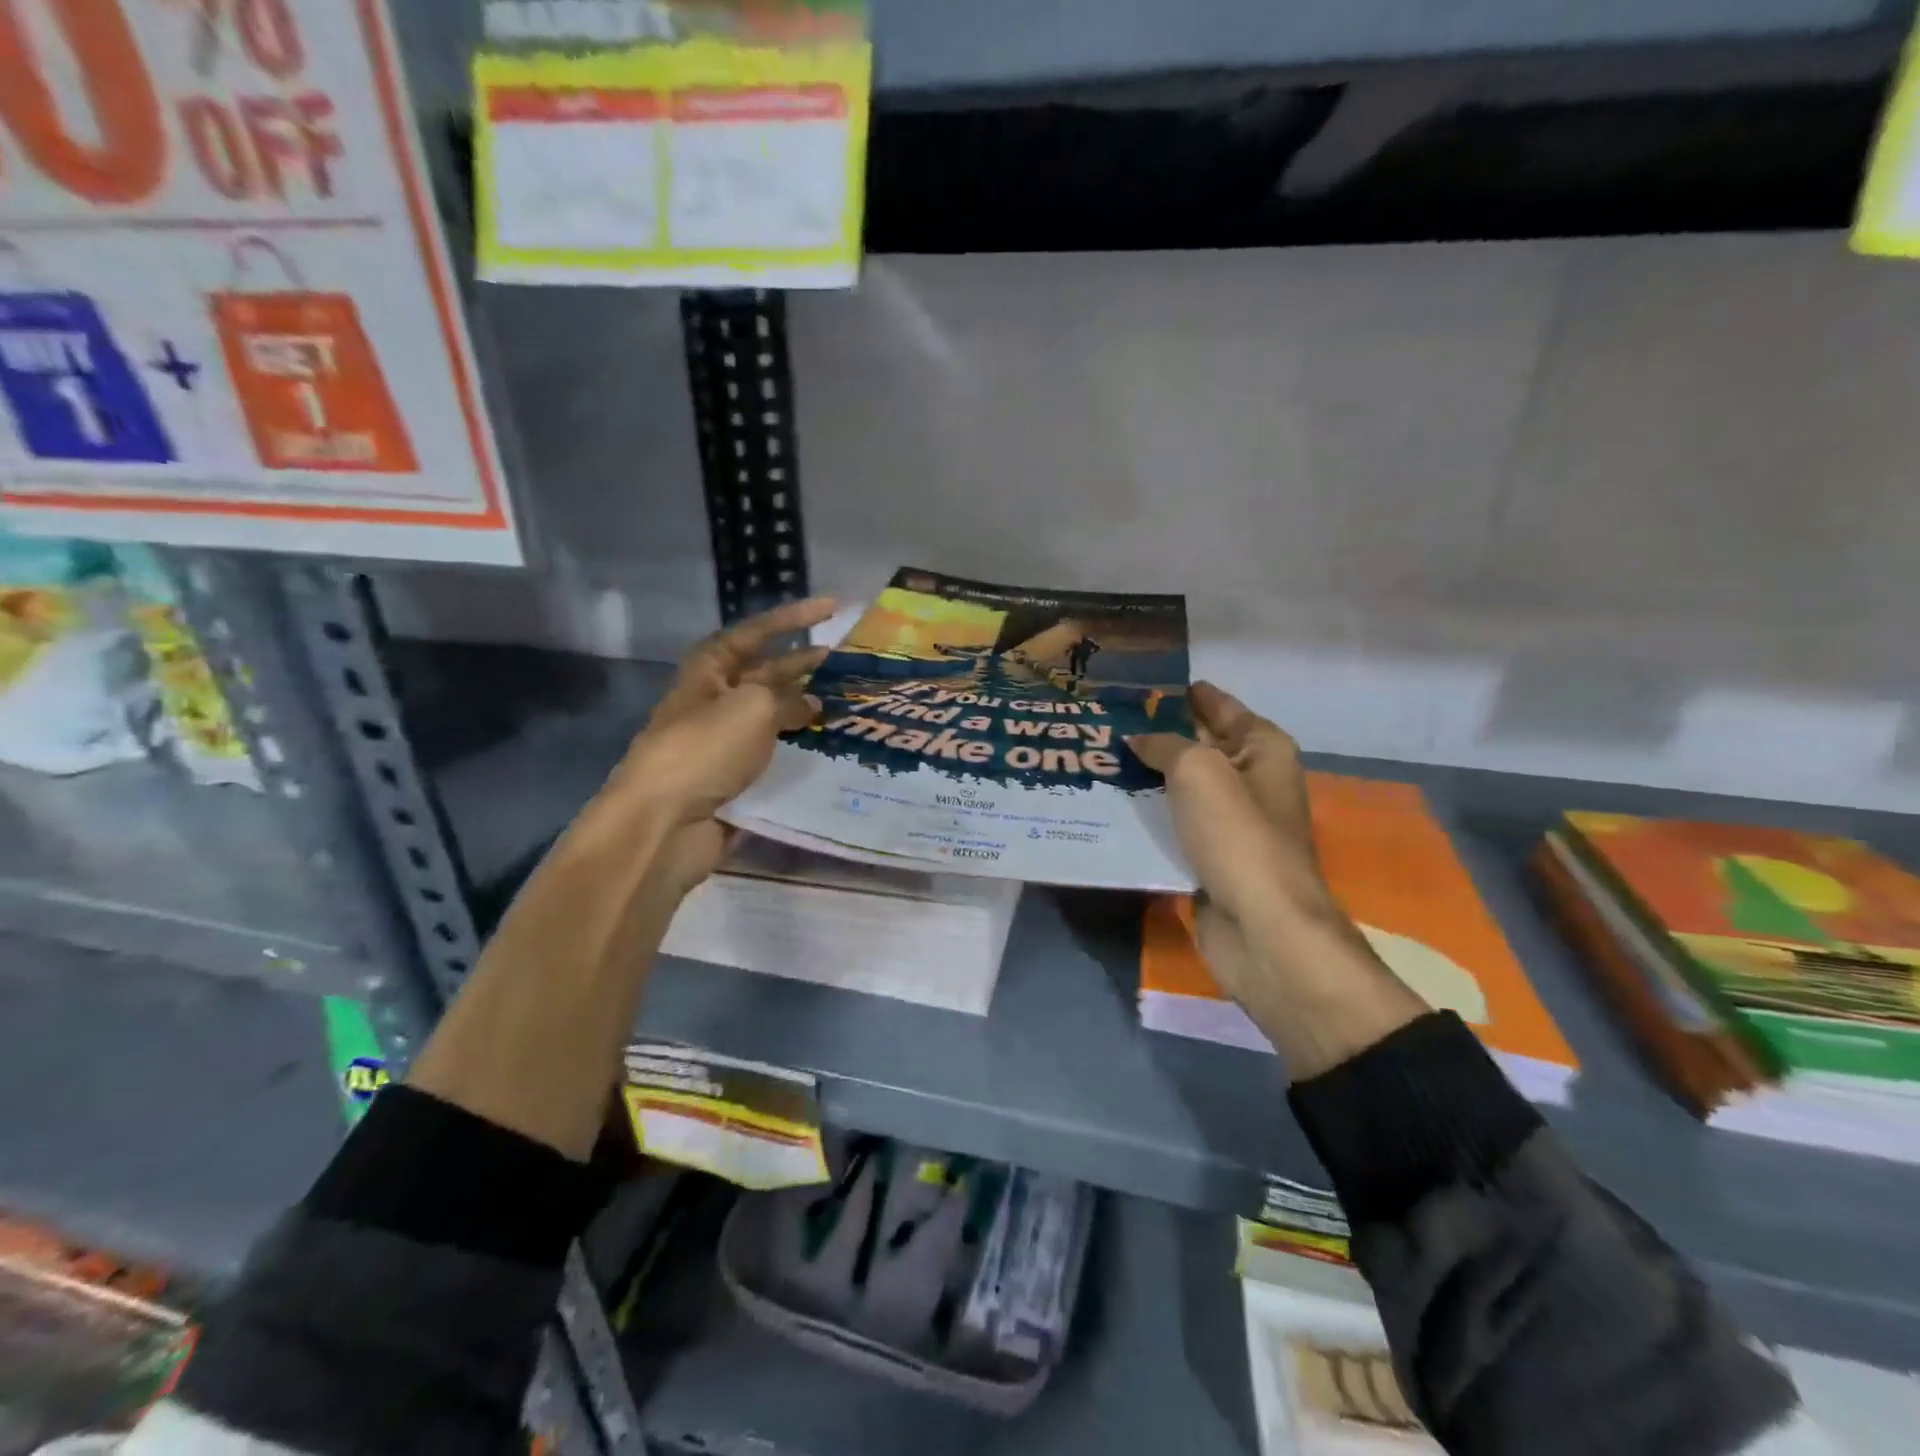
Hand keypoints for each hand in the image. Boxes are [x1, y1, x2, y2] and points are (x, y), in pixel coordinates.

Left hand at [579, 597, 835, 894]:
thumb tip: (812, 705)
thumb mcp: (752, 708)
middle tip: (847, 658)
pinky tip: (829, 746)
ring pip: (773, 715)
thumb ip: (787, 699)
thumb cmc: (704, 749)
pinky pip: (773, 753)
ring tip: (847, 702)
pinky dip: (800, 747)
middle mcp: (716, 700)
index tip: (832, 607)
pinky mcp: (734, 777)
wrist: (665, 823)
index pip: (755, 632)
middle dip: (804, 663)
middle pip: (766, 673)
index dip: (793, 618)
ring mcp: (724, 741)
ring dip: (806, 707)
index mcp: (709, 671)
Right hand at [1131, 683, 1342, 1016]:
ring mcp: (1231, 822)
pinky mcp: (1210, 857)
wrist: (1261, 926)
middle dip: (1160, 734)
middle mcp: (1251, 780)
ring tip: (1098, 758)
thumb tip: (1138, 740)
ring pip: (1182, 788)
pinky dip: (1148, 816)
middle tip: (1108, 719)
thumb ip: (1164, 746)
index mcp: (1262, 749)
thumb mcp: (1198, 771)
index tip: (1146, 684)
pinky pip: (1174, 825)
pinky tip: (1111, 806)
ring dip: (1147, 777)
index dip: (1188, 693)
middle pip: (1200, 746)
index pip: (1221, 706)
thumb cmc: (1238, 835)